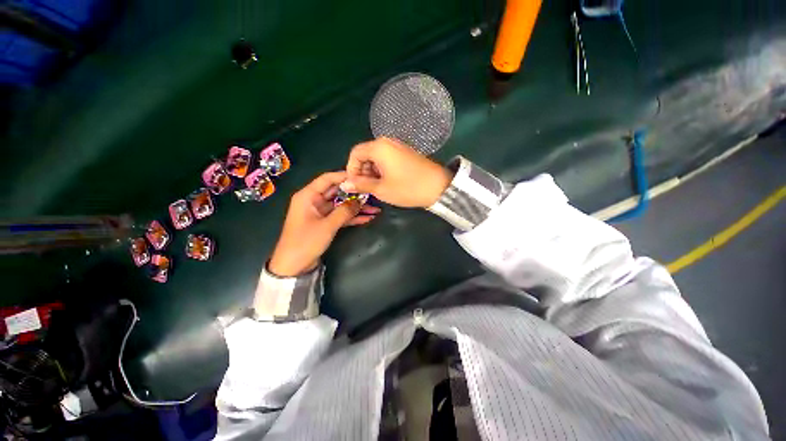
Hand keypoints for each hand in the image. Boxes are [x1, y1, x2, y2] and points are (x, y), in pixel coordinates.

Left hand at [268, 171, 380, 276]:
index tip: (361, 177)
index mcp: (308, 196)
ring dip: (356, 208)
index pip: (327, 179)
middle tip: (372, 193)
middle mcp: (314, 201)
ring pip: (341, 205)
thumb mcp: (327, 226)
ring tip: (375, 208)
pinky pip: (340, 216)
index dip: (344, 176)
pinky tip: (367, 218)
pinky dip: (352, 217)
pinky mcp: (325, 223)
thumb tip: (360, 201)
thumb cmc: (305, 242)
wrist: (293, 266)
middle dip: (354, 194)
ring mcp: (320, 213)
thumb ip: (344, 212)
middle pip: (336, 192)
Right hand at [342, 138, 452, 207]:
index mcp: (379, 147)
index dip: (351, 169)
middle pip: (365, 154)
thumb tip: (344, 184)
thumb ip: (361, 184)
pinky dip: (382, 170)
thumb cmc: (408, 188)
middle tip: (365, 188)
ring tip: (377, 188)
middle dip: (362, 171)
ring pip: (376, 158)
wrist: (439, 187)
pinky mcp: (405, 153)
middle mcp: (387, 142)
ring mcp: (398, 147)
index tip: (354, 185)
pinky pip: (387, 159)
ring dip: (372, 172)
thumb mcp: (381, 189)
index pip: (355, 153)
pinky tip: (387, 182)